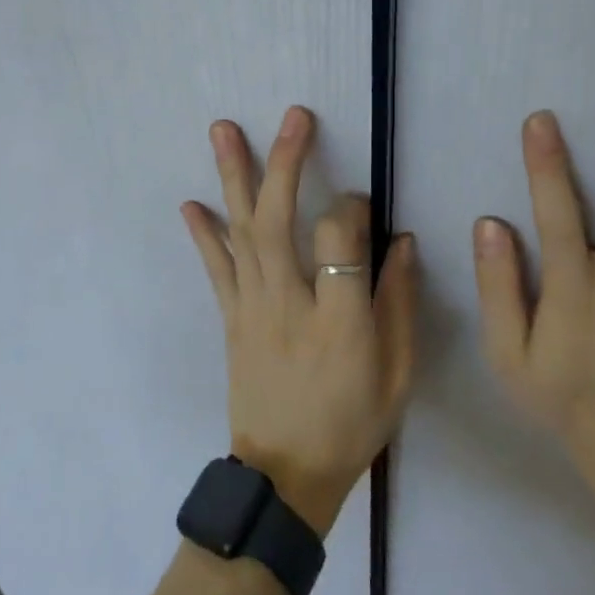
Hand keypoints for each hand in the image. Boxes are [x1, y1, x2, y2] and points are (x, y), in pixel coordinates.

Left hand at [182, 106, 416, 536]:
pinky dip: (204, 233)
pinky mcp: (231, 319)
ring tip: (223, 129)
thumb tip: (403, 242)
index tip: (362, 200)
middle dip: (286, 162)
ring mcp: (252, 308)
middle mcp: (288, 304)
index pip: (340, 239)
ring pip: (242, 232)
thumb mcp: (399, 376)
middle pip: (280, 221)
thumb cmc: (352, 425)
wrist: (285, 477)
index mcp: (339, 321)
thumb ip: (401, 305)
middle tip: (294, 116)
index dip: (352, 207)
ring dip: (233, 176)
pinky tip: (191, 201)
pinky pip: (215, 269)